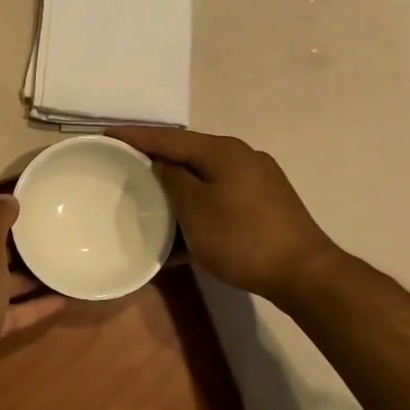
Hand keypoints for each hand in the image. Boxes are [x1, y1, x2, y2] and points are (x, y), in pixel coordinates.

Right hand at [108, 127, 343, 307]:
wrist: (304, 274)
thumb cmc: (241, 238)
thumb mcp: (195, 209)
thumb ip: (172, 179)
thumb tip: (162, 164)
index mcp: (222, 151)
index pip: (169, 137)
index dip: (135, 136)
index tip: (106, 135)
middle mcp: (241, 157)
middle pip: (188, 153)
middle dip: (156, 159)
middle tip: (124, 164)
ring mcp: (257, 181)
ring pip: (204, 177)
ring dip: (176, 187)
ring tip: (149, 197)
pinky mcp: (264, 205)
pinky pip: (219, 197)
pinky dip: (198, 206)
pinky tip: (182, 233)